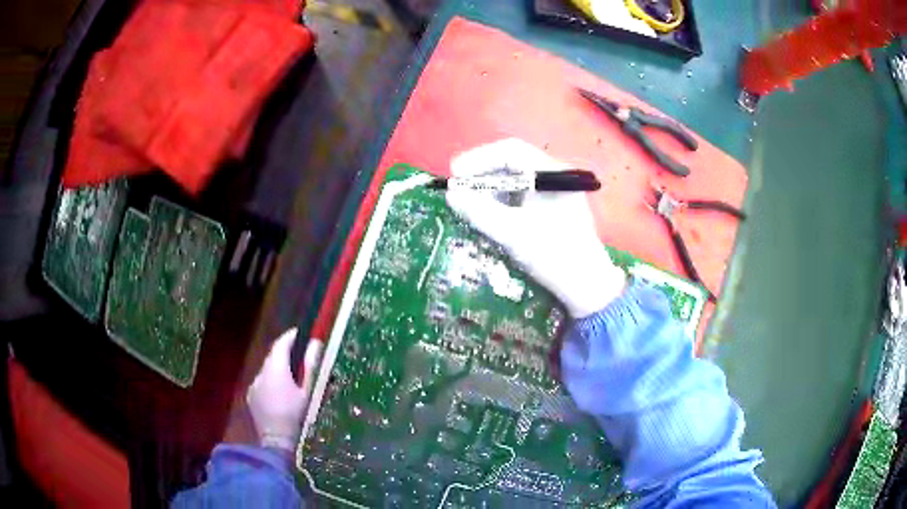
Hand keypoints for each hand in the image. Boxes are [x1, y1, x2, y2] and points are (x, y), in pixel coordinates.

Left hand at [246, 328, 321, 452]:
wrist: (276, 441)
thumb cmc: (296, 416)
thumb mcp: (308, 392)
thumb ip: (311, 366)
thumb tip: (316, 344)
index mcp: (276, 369)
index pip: (281, 344)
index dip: (291, 336)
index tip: (302, 333)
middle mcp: (261, 373)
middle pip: (273, 356)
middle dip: (286, 353)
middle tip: (301, 355)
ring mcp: (254, 385)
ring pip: (267, 370)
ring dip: (278, 369)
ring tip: (292, 378)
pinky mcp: (251, 396)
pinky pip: (262, 382)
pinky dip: (271, 382)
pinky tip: (280, 394)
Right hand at [446, 138, 625, 317]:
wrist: (587, 289)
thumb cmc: (555, 256)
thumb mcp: (513, 234)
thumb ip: (480, 211)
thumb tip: (451, 194)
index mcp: (552, 173)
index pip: (510, 151)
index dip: (478, 159)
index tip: (455, 174)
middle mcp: (554, 178)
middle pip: (511, 165)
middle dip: (482, 176)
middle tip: (458, 193)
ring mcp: (554, 196)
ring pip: (514, 183)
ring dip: (489, 192)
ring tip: (469, 206)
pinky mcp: (551, 212)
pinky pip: (520, 199)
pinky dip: (501, 205)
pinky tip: (488, 218)